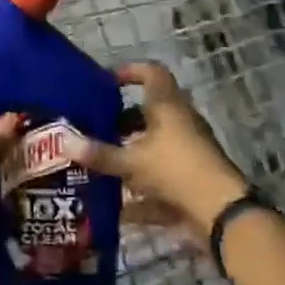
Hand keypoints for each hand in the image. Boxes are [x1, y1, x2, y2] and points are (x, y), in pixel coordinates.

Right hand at [76, 63, 248, 245]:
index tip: (106, 82)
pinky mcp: (193, 178)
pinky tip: (121, 209)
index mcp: (168, 106)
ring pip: (156, 144)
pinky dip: (144, 190)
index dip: (130, 72)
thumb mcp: (131, 162)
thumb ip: (99, 154)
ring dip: (132, 152)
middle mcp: (181, 122)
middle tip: (96, 127)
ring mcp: (190, 150)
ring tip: (103, 163)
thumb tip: (63, 141)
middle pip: (151, 112)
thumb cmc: (175, 170)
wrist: (221, 213)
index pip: (151, 73)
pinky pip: (163, 177)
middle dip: (123, 120)